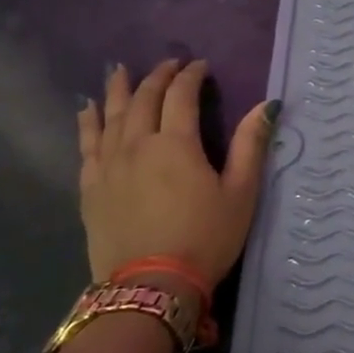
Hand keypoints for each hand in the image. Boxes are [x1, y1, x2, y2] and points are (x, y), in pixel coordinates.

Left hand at [76, 60, 276, 283]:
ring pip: (111, 115)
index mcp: (176, 144)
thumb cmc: (205, 238)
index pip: (181, 95)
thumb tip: (267, 105)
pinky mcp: (91, 187)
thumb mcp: (240, 193)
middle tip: (169, 65)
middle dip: (157, 77)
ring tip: (120, 70)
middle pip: (144, 99)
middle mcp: (137, 144)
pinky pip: (87, 143)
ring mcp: (109, 165)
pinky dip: (88, 121)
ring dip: (118, 89)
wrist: (150, 287)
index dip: (191, 76)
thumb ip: (250, 145)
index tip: (201, 66)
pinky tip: (88, 109)